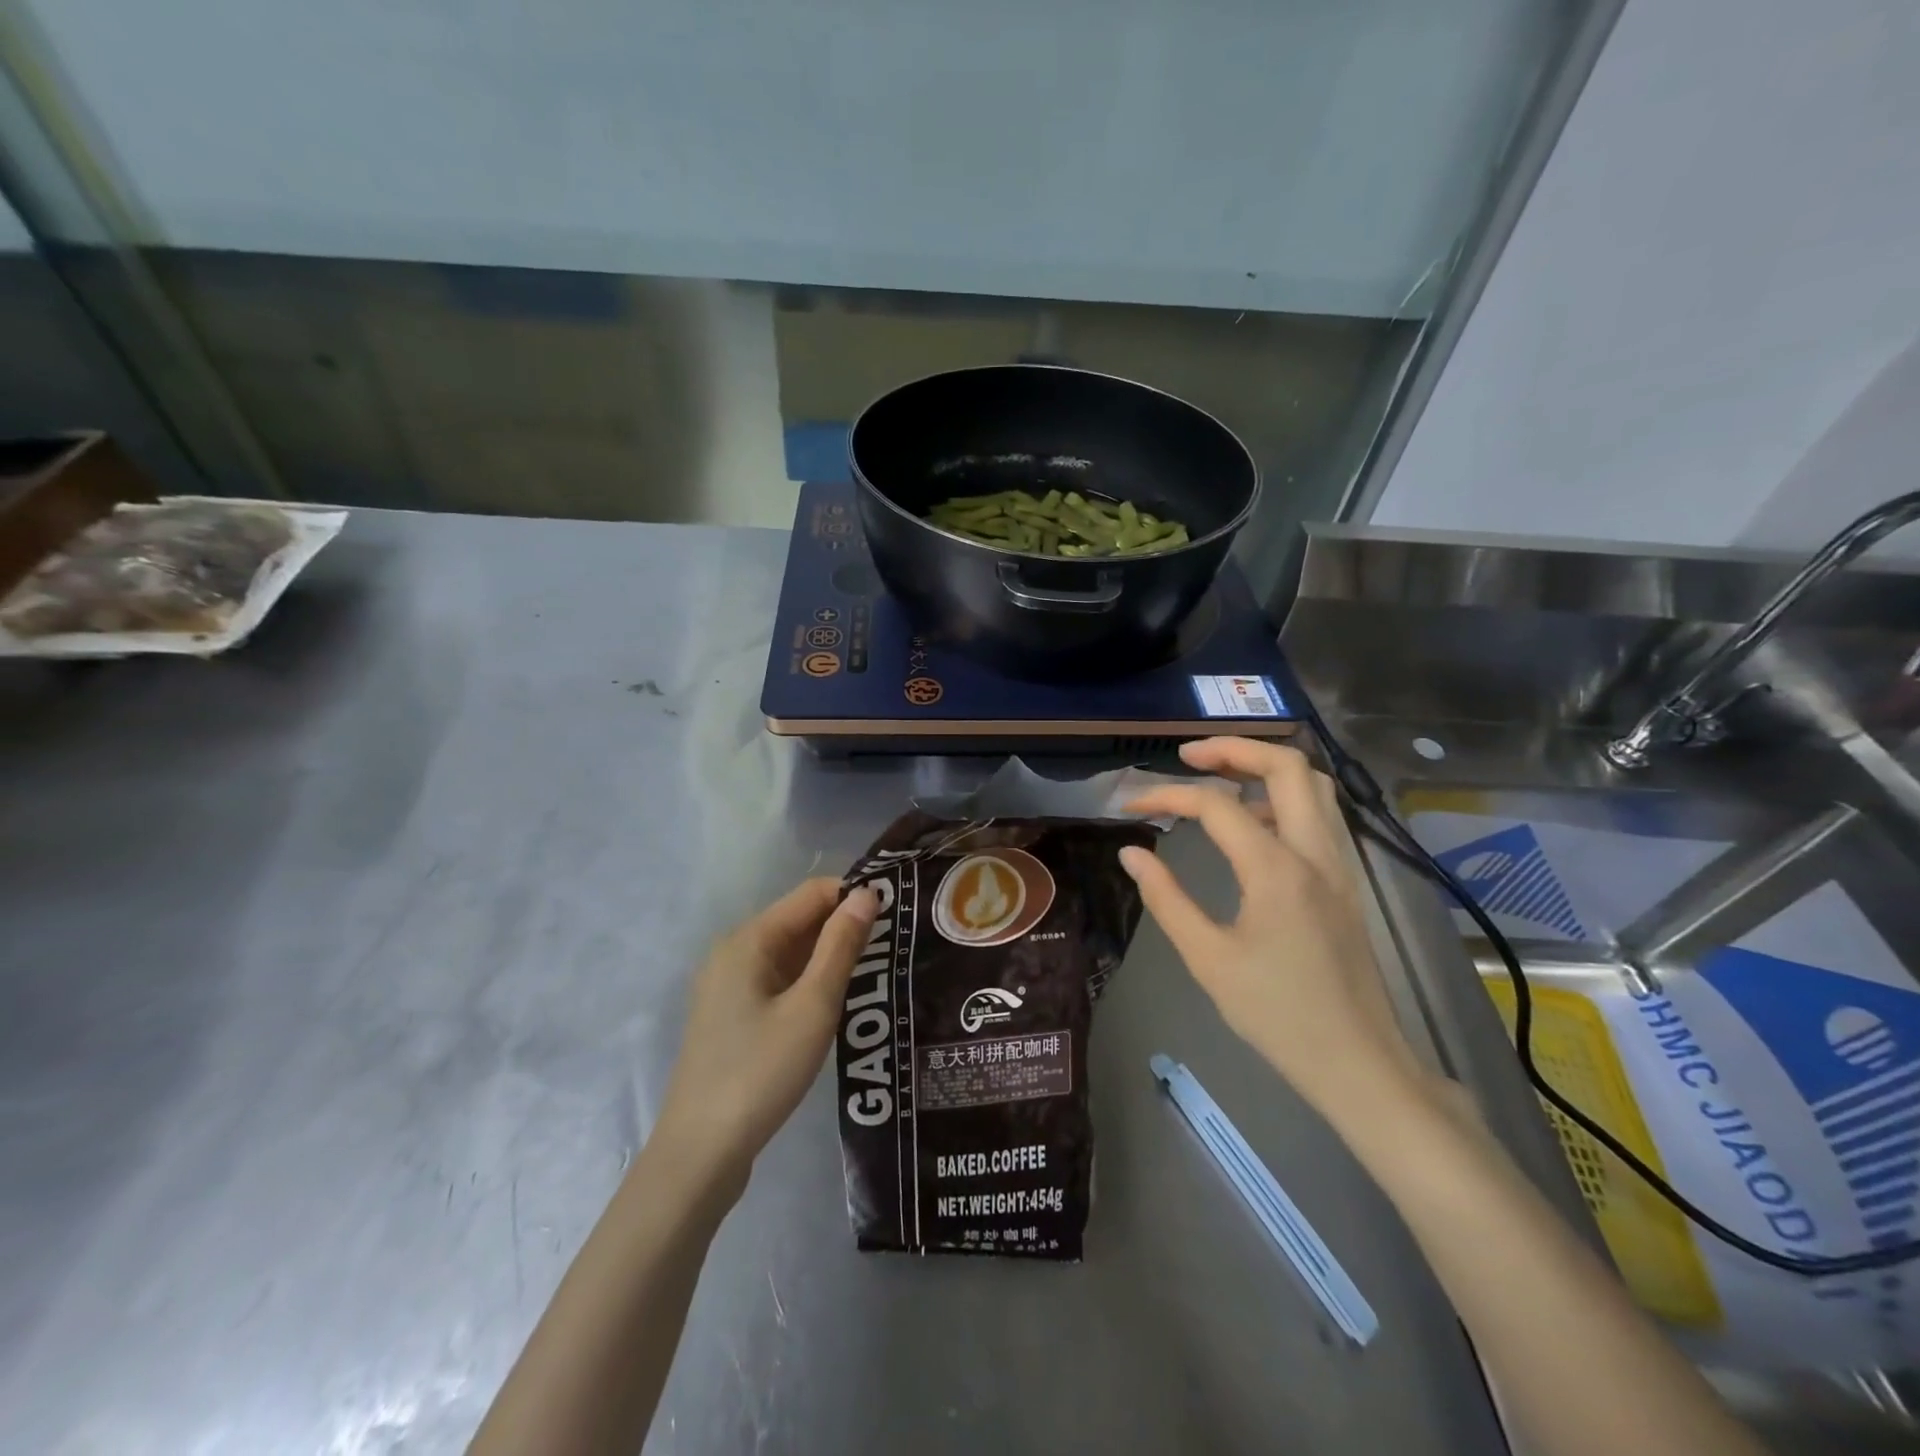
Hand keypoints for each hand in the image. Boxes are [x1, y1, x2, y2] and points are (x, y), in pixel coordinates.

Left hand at [652, 878, 878, 1194]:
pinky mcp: (732, 1014)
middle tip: (895, 945)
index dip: (854, 896)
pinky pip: (779, 979)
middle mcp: (734, 951)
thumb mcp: (812, 1007)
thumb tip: (867, 894)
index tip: (897, 913)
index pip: (812, 893)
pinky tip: (838, 1001)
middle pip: (799, 919)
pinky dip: (809, 980)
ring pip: (791, 951)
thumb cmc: (761, 1073)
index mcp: (749, 940)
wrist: (700, 1154)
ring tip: (877, 971)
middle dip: (845, 926)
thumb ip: (841, 946)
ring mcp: (729, 984)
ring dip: (830, 956)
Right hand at [1121, 738, 1436, 1120]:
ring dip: (1263, 767)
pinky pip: (1319, 814)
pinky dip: (1283, 797)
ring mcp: (1339, 864)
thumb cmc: (1277, 1015)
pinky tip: (1252, 824)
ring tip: (1218, 780)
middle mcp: (1315, 852)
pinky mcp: (1347, 881)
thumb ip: (1166, 898)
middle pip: (1285, 765)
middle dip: (1232, 748)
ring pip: (1312, 784)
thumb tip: (1131, 853)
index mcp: (1277, 869)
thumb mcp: (1208, 959)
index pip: (1214, 805)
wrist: (1358, 1062)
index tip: (1131, 803)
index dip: (1166, 794)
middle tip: (1187, 756)